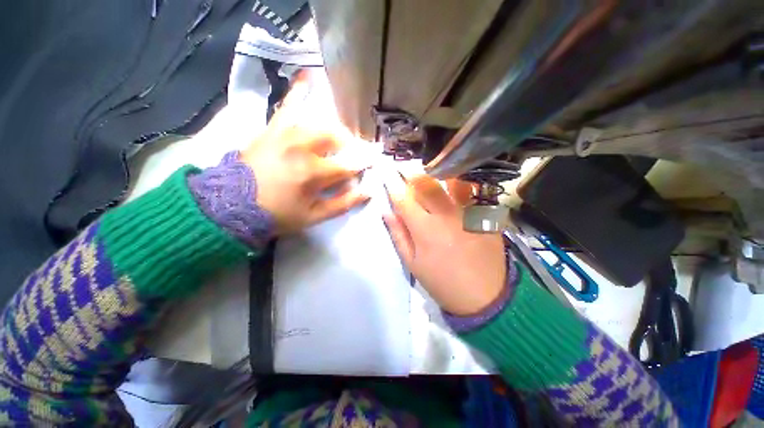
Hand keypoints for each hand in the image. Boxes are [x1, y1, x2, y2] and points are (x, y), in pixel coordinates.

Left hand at [240, 73, 368, 233]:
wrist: (231, 205)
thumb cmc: (277, 214)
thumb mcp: (313, 217)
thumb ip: (342, 204)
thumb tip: (367, 192)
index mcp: (313, 173)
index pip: (348, 165)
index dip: (362, 166)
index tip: (371, 164)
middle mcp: (302, 148)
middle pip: (336, 138)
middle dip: (349, 147)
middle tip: (350, 157)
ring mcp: (285, 135)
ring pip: (319, 123)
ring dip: (334, 130)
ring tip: (338, 140)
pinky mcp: (272, 130)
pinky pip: (287, 106)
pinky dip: (299, 90)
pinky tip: (308, 75)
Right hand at [382, 174, 505, 315]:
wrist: (485, 296)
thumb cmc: (442, 282)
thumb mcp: (413, 264)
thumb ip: (398, 235)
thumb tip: (387, 212)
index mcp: (425, 229)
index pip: (403, 198)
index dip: (392, 184)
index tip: (386, 173)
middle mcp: (446, 215)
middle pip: (426, 184)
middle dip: (411, 172)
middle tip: (404, 167)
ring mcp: (469, 212)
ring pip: (452, 181)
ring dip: (437, 172)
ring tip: (430, 168)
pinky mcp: (485, 215)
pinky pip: (473, 191)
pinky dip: (462, 183)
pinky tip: (457, 181)